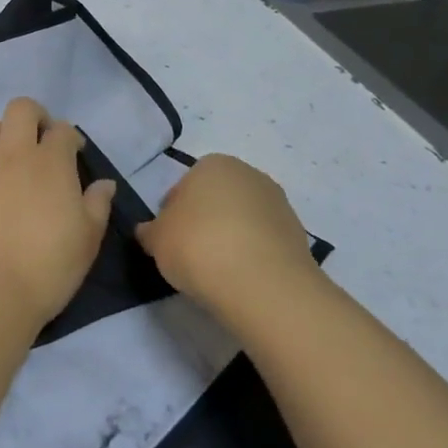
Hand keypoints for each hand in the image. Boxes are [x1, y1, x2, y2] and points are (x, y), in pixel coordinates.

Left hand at [0, 98, 116, 332]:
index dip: (70, 137)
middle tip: (38, 141)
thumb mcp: (88, 240)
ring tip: (4, 159)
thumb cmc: (48, 268)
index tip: (73, 152)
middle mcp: (12, 153)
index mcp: (51, 162)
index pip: (63, 129)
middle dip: (33, 117)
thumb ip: (97, 205)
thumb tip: (104, 184)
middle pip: (20, 108)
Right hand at [136, 155, 323, 315]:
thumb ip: (150, 232)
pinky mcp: (298, 234)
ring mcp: (278, 203)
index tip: (170, 240)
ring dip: (230, 237)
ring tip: (218, 271)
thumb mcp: (156, 240)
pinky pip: (263, 241)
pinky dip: (252, 254)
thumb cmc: (198, 247)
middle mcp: (248, 174)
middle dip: (204, 221)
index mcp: (212, 164)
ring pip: (242, 219)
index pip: (184, 186)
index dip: (173, 213)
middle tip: (191, 254)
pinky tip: (242, 278)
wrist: (261, 283)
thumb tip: (149, 232)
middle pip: (217, 199)